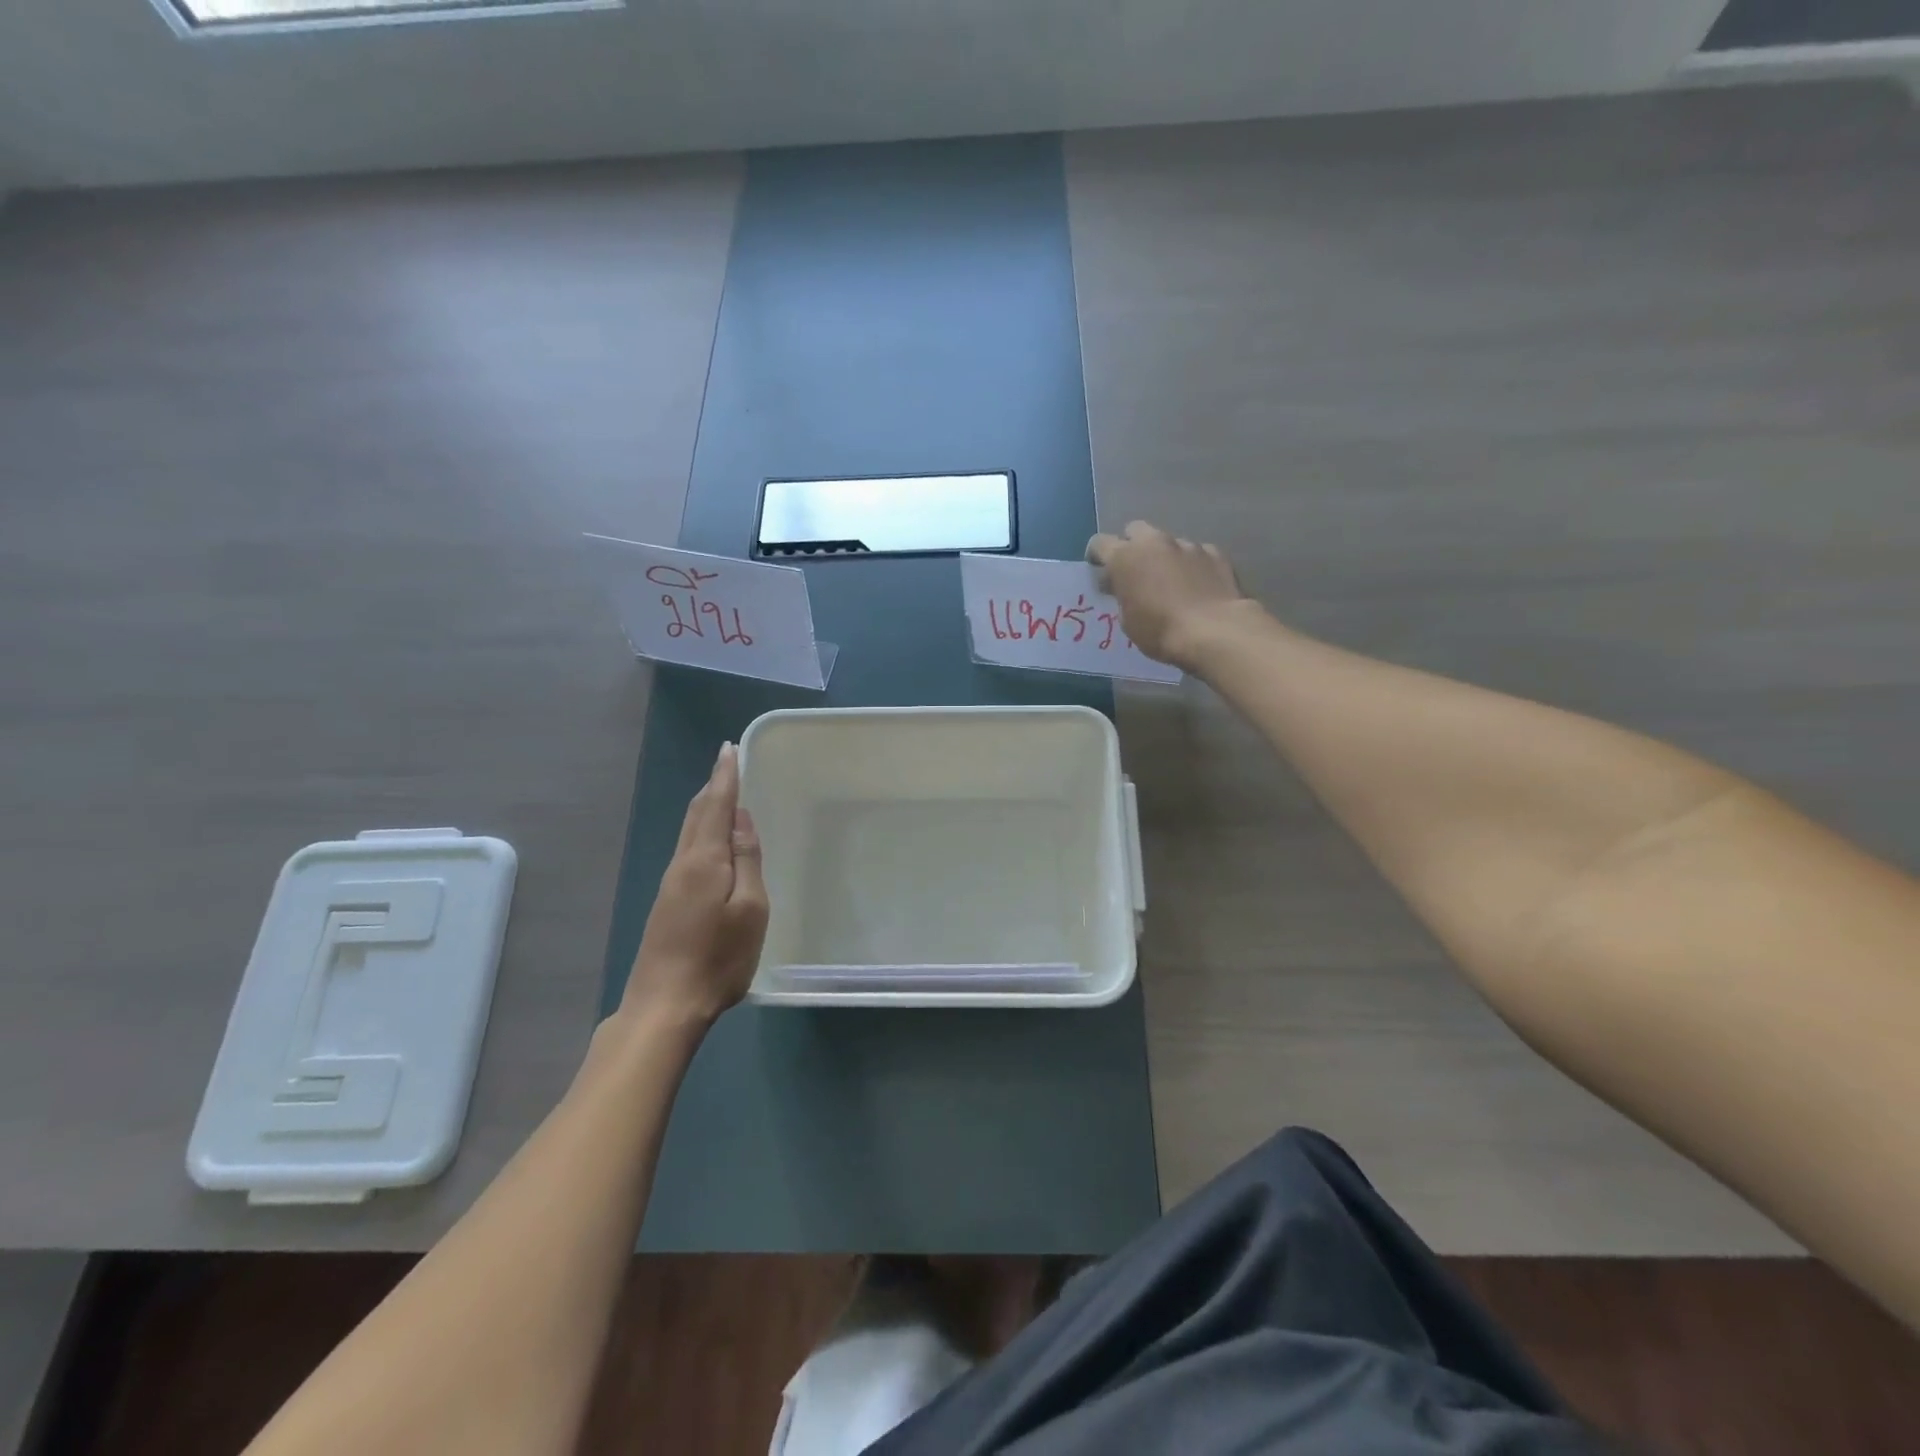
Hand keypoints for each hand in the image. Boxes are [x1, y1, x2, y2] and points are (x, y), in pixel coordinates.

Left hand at [622, 742, 768, 1027]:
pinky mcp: (668, 903)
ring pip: (689, 831)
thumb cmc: (718, 958)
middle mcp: (682, 864)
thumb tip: (741, 817)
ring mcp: (671, 884)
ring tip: (723, 791)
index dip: (724, 775)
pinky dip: (701, 830)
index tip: (729, 748)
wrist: (664, 1006)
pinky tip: (710, 839)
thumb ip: (746, 860)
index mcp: (704, 861)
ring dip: (706, 806)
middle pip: (697, 814)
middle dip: (713, 786)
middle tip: (728, 763)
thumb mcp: (749, 909)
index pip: (716, 805)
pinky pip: (687, 849)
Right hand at [1086, 521, 1254, 670]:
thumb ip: (1122, 596)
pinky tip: (1198, 586)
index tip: (1101, 572)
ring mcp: (1187, 544)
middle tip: (1136, 572)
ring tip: (1172, 583)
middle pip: (1135, 530)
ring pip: (1168, 542)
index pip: (1099, 543)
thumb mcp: (1128, 621)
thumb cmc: (1160, 631)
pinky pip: (1197, 553)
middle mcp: (1154, 542)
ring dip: (1164, 557)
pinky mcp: (1215, 552)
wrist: (1214, 631)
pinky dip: (1193, 565)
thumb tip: (1124, 587)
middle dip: (1132, 546)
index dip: (1097, 556)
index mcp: (1125, 557)